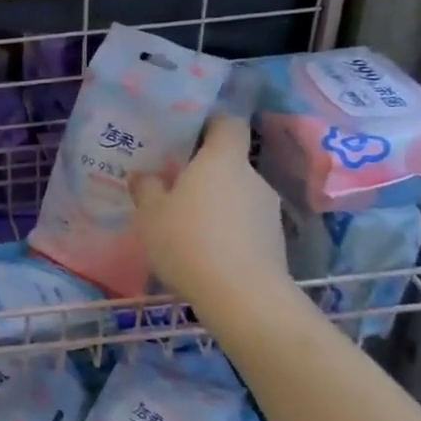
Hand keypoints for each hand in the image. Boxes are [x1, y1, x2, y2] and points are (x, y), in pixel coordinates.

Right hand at [129, 116, 285, 308]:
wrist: (243, 296)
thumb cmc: (189, 240)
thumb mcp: (151, 213)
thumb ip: (147, 188)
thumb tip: (145, 176)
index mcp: (222, 160)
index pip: (228, 123)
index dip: (210, 124)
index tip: (188, 134)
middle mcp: (252, 177)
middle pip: (229, 163)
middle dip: (205, 172)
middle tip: (174, 186)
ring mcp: (269, 210)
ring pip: (237, 195)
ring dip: (217, 204)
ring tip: (187, 224)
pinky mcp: (276, 241)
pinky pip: (245, 223)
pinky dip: (228, 230)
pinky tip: (205, 250)